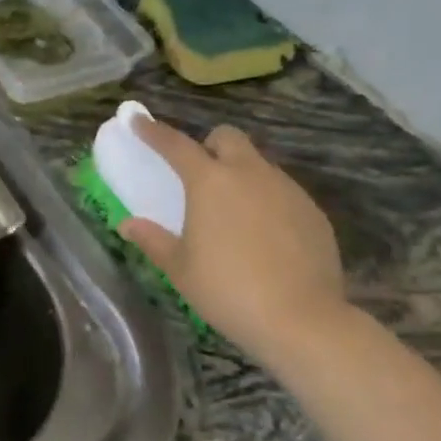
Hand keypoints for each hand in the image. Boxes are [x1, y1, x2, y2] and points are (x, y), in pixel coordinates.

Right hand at [119, 117, 349, 365]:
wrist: (302, 320)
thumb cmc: (228, 290)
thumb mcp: (181, 269)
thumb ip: (153, 240)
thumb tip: (128, 225)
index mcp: (210, 181)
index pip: (175, 144)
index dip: (153, 131)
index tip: (138, 120)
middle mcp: (249, 173)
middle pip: (227, 137)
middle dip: (210, 146)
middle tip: (200, 175)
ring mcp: (286, 189)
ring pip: (258, 164)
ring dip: (241, 174)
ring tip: (234, 213)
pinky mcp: (313, 211)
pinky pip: (283, 191)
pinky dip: (267, 201)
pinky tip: (265, 237)